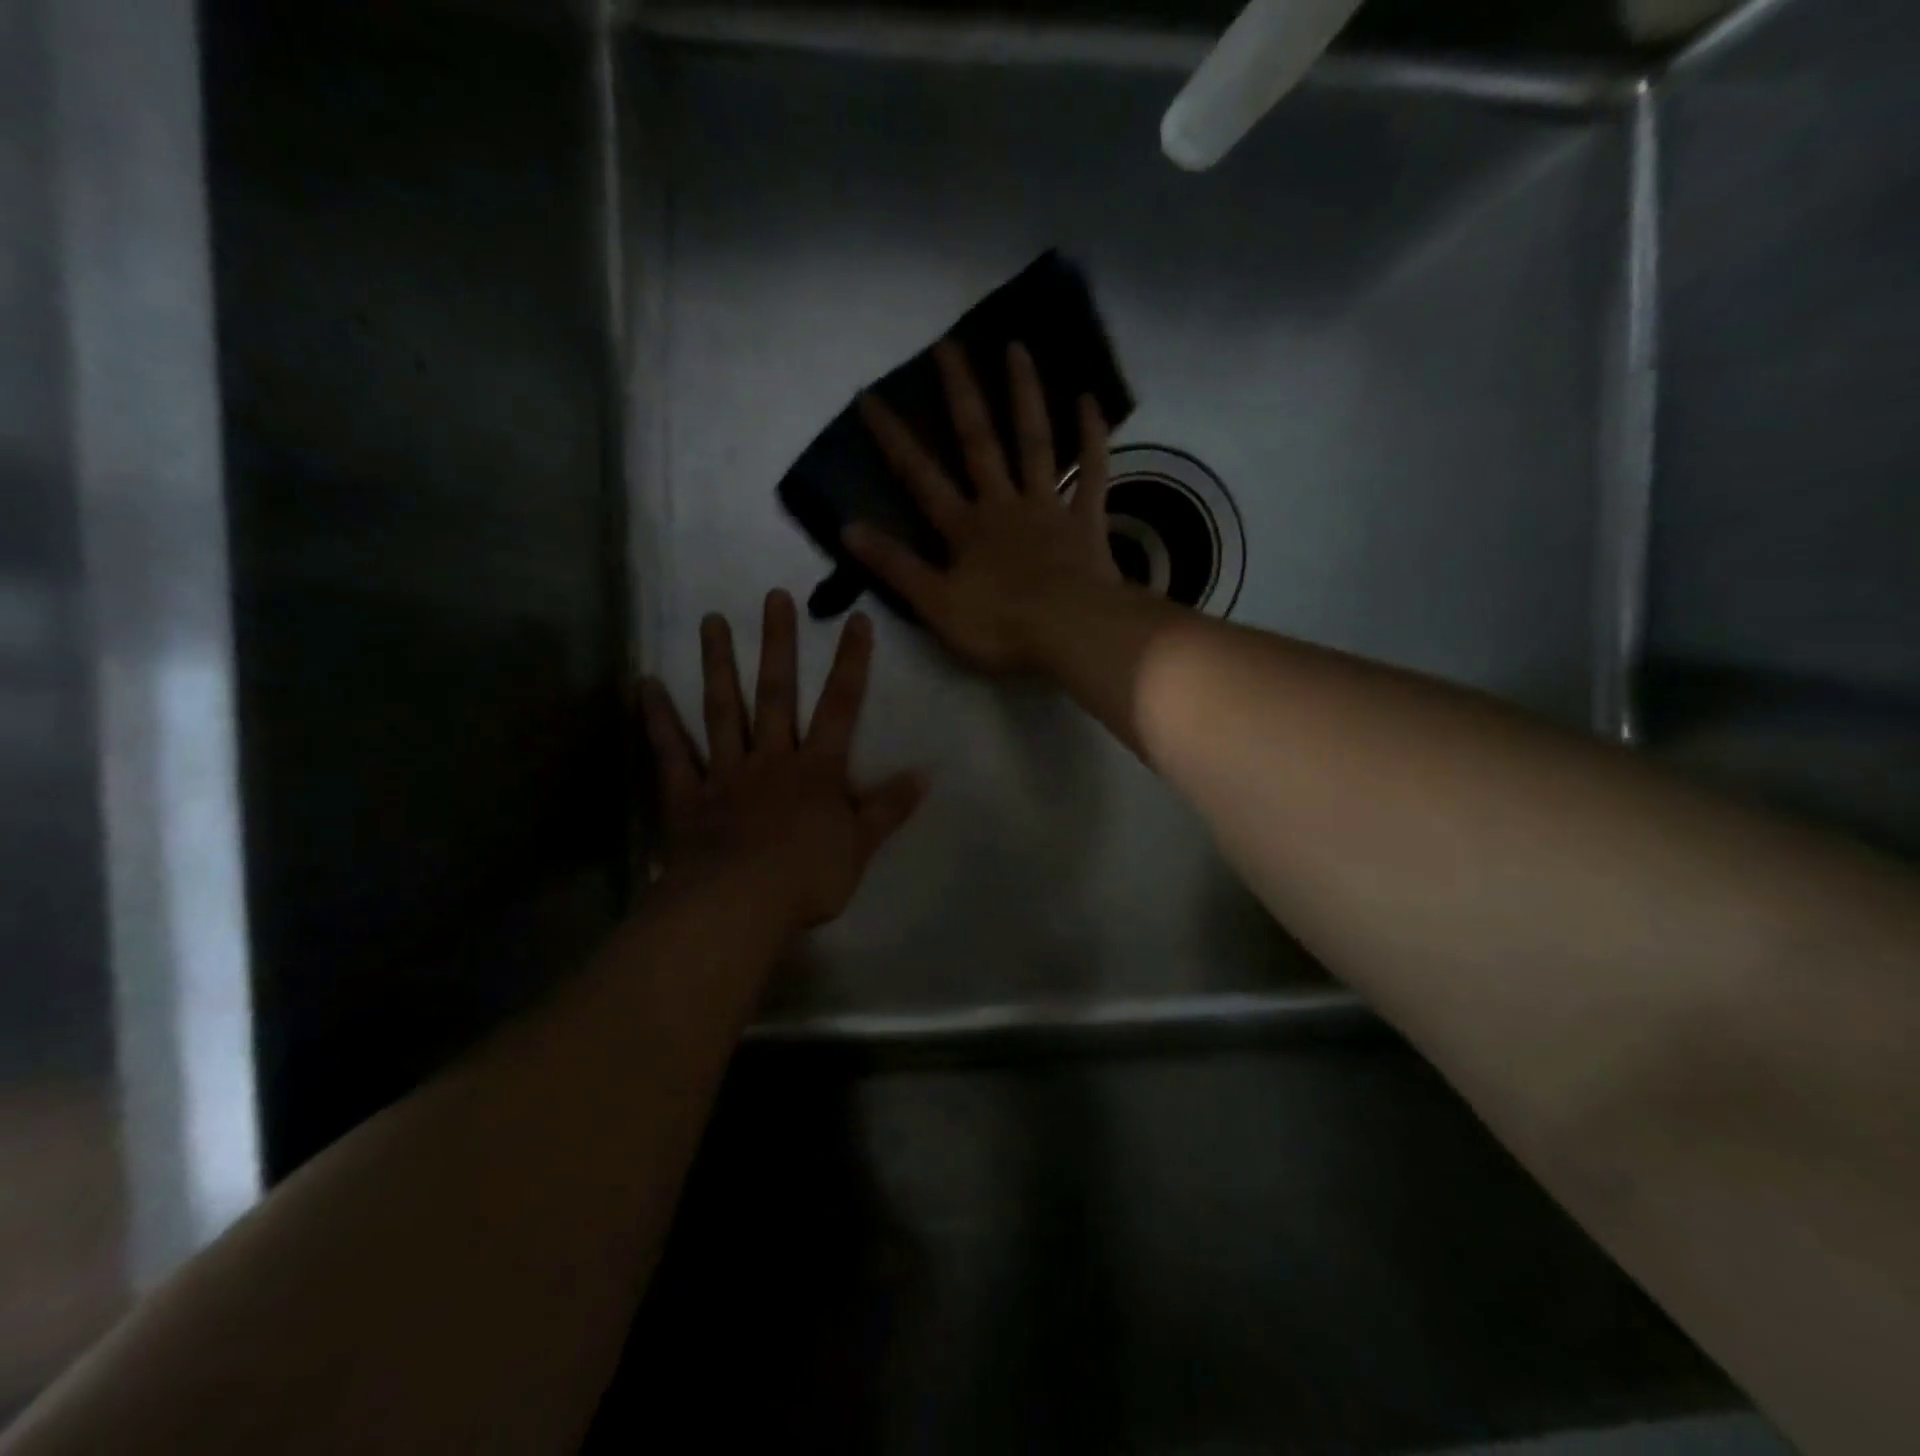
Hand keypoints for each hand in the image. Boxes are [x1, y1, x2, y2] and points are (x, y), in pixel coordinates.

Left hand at [639, 590, 925, 934]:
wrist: (740, 905)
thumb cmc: (807, 878)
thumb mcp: (861, 846)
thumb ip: (889, 807)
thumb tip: (926, 774)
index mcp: (816, 770)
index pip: (840, 707)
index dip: (851, 663)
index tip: (856, 619)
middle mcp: (771, 759)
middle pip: (776, 694)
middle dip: (778, 645)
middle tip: (774, 596)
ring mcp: (725, 773)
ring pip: (722, 710)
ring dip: (718, 664)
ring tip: (710, 620)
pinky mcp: (688, 796)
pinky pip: (671, 753)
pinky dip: (659, 720)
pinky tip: (646, 686)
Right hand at [845, 339, 1120, 672]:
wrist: (1072, 633)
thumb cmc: (1002, 625)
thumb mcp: (936, 605)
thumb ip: (895, 566)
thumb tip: (847, 528)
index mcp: (965, 528)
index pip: (920, 477)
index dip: (893, 440)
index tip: (870, 396)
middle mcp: (1003, 504)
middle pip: (979, 442)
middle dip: (960, 394)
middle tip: (948, 344)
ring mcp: (1047, 508)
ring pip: (1035, 443)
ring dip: (1025, 395)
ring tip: (1016, 347)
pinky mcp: (1086, 520)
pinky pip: (1091, 472)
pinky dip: (1091, 437)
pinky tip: (1090, 399)